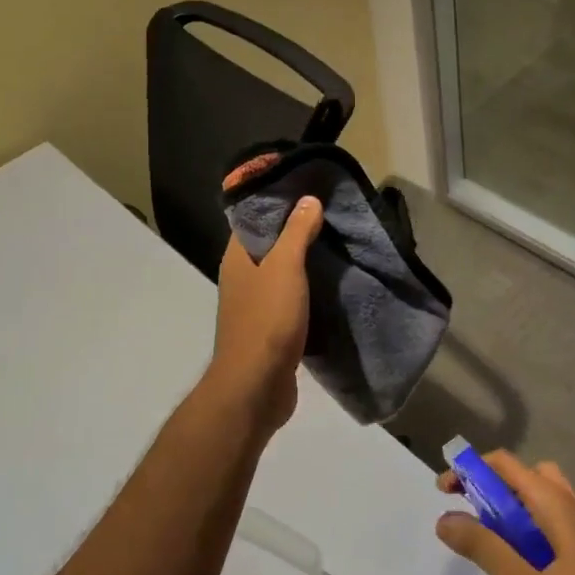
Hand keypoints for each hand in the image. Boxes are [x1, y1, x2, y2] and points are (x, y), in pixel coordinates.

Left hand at [206, 196, 323, 435]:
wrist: (256, 386)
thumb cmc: (267, 320)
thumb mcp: (285, 267)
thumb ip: (297, 232)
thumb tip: (308, 199)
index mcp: (237, 258)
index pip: (252, 218)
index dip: (277, 201)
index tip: (307, 189)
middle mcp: (241, 278)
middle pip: (268, 245)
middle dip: (296, 230)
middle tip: (331, 215)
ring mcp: (255, 305)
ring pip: (281, 273)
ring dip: (305, 262)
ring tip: (338, 244)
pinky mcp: (271, 329)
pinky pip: (290, 299)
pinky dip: (308, 290)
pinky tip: (332, 284)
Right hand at [436, 452, 574, 574]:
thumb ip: (484, 547)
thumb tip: (444, 518)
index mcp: (552, 502)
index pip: (504, 464)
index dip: (470, 469)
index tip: (446, 491)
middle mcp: (568, 503)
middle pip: (523, 474)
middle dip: (491, 484)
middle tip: (470, 511)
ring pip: (539, 496)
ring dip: (510, 505)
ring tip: (491, 535)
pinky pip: (549, 517)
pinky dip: (526, 523)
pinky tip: (519, 558)